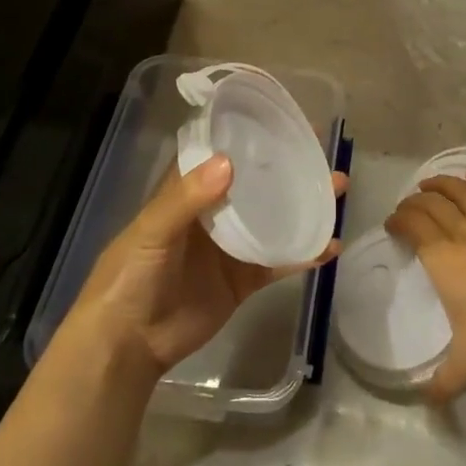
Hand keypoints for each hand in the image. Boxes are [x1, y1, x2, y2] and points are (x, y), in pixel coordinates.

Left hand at [66, 154, 345, 379]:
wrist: (128, 345)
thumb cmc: (130, 276)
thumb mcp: (151, 231)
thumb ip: (186, 198)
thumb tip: (229, 162)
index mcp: (187, 193)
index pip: (222, 154)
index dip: (249, 136)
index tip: (283, 120)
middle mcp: (213, 213)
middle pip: (256, 184)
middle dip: (288, 169)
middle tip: (323, 154)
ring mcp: (231, 248)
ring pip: (274, 218)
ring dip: (304, 205)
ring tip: (337, 189)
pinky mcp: (243, 281)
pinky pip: (278, 262)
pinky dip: (304, 254)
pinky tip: (331, 245)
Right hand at [386, 173, 465, 401]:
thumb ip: (444, 383)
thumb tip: (426, 402)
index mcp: (444, 259)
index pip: (413, 225)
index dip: (398, 220)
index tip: (392, 226)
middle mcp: (464, 234)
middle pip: (432, 203)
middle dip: (413, 201)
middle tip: (407, 209)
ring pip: (461, 191)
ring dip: (441, 183)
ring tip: (430, 184)